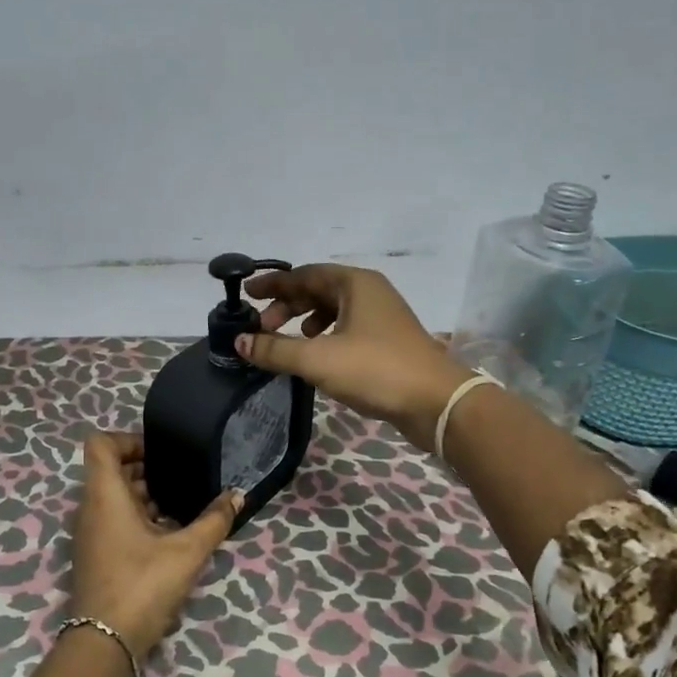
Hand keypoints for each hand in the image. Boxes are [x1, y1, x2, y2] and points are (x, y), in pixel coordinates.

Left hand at [70, 431, 240, 656]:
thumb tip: (237, 496)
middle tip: (180, 474)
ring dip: (144, 494)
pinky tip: (170, 532)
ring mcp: (90, 533)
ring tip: (181, 503)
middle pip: (111, 470)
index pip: (101, 444)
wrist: (104, 643)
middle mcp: (91, 508)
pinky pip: (114, 520)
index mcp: (105, 495)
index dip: (128, 439)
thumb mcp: (187, 551)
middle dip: (145, 467)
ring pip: (114, 497)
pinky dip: (138, 517)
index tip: (161, 451)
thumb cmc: (142, 585)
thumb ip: (214, 520)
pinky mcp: (96, 554)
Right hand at [236, 264, 471, 453]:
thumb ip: (275, 349)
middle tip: (262, 327)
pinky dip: (324, 335)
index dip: (273, 284)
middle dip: (287, 305)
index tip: (246, 294)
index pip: (304, 274)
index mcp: (354, 284)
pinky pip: (346, 327)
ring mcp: (382, 316)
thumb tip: (239, 341)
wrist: (436, 403)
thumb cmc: (376, 369)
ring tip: (287, 340)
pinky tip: (316, 355)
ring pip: (332, 309)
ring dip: (304, 321)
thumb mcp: (318, 359)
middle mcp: (369, 292)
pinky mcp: (387, 341)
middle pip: (318, 290)